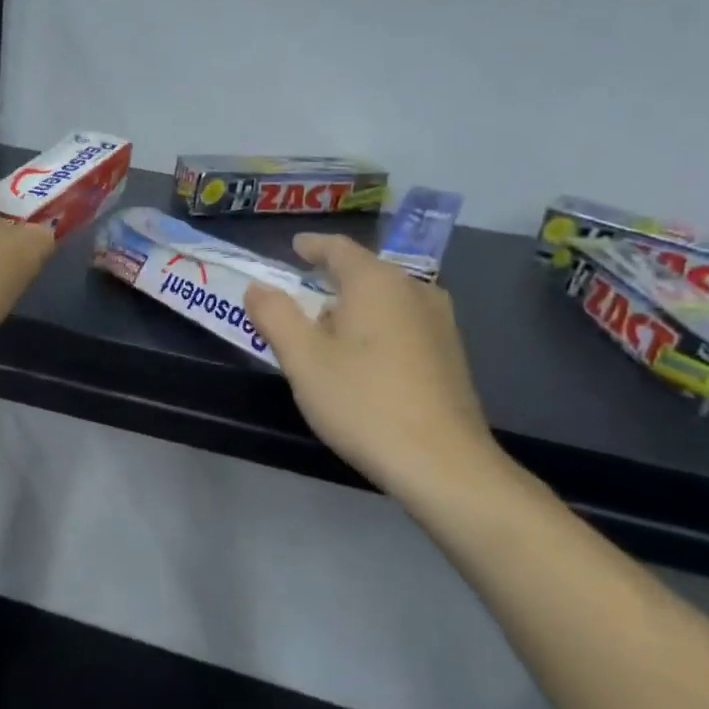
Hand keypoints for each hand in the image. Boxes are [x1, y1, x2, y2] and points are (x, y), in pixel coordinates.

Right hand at [245, 233, 503, 504]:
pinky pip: (403, 323)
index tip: (294, 247)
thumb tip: (258, 288)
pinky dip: (376, 327)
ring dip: (354, 306)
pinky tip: (363, 358)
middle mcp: (414, 290)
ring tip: (327, 329)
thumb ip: (274, 315)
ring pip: (386, 299)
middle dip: (331, 280)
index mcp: (376, 281)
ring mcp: (439, 322)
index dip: (312, 246)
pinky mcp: (450, 354)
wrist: (442, 463)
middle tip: (299, 297)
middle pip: (365, 272)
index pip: (339, 248)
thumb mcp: (303, 358)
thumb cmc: (363, 402)